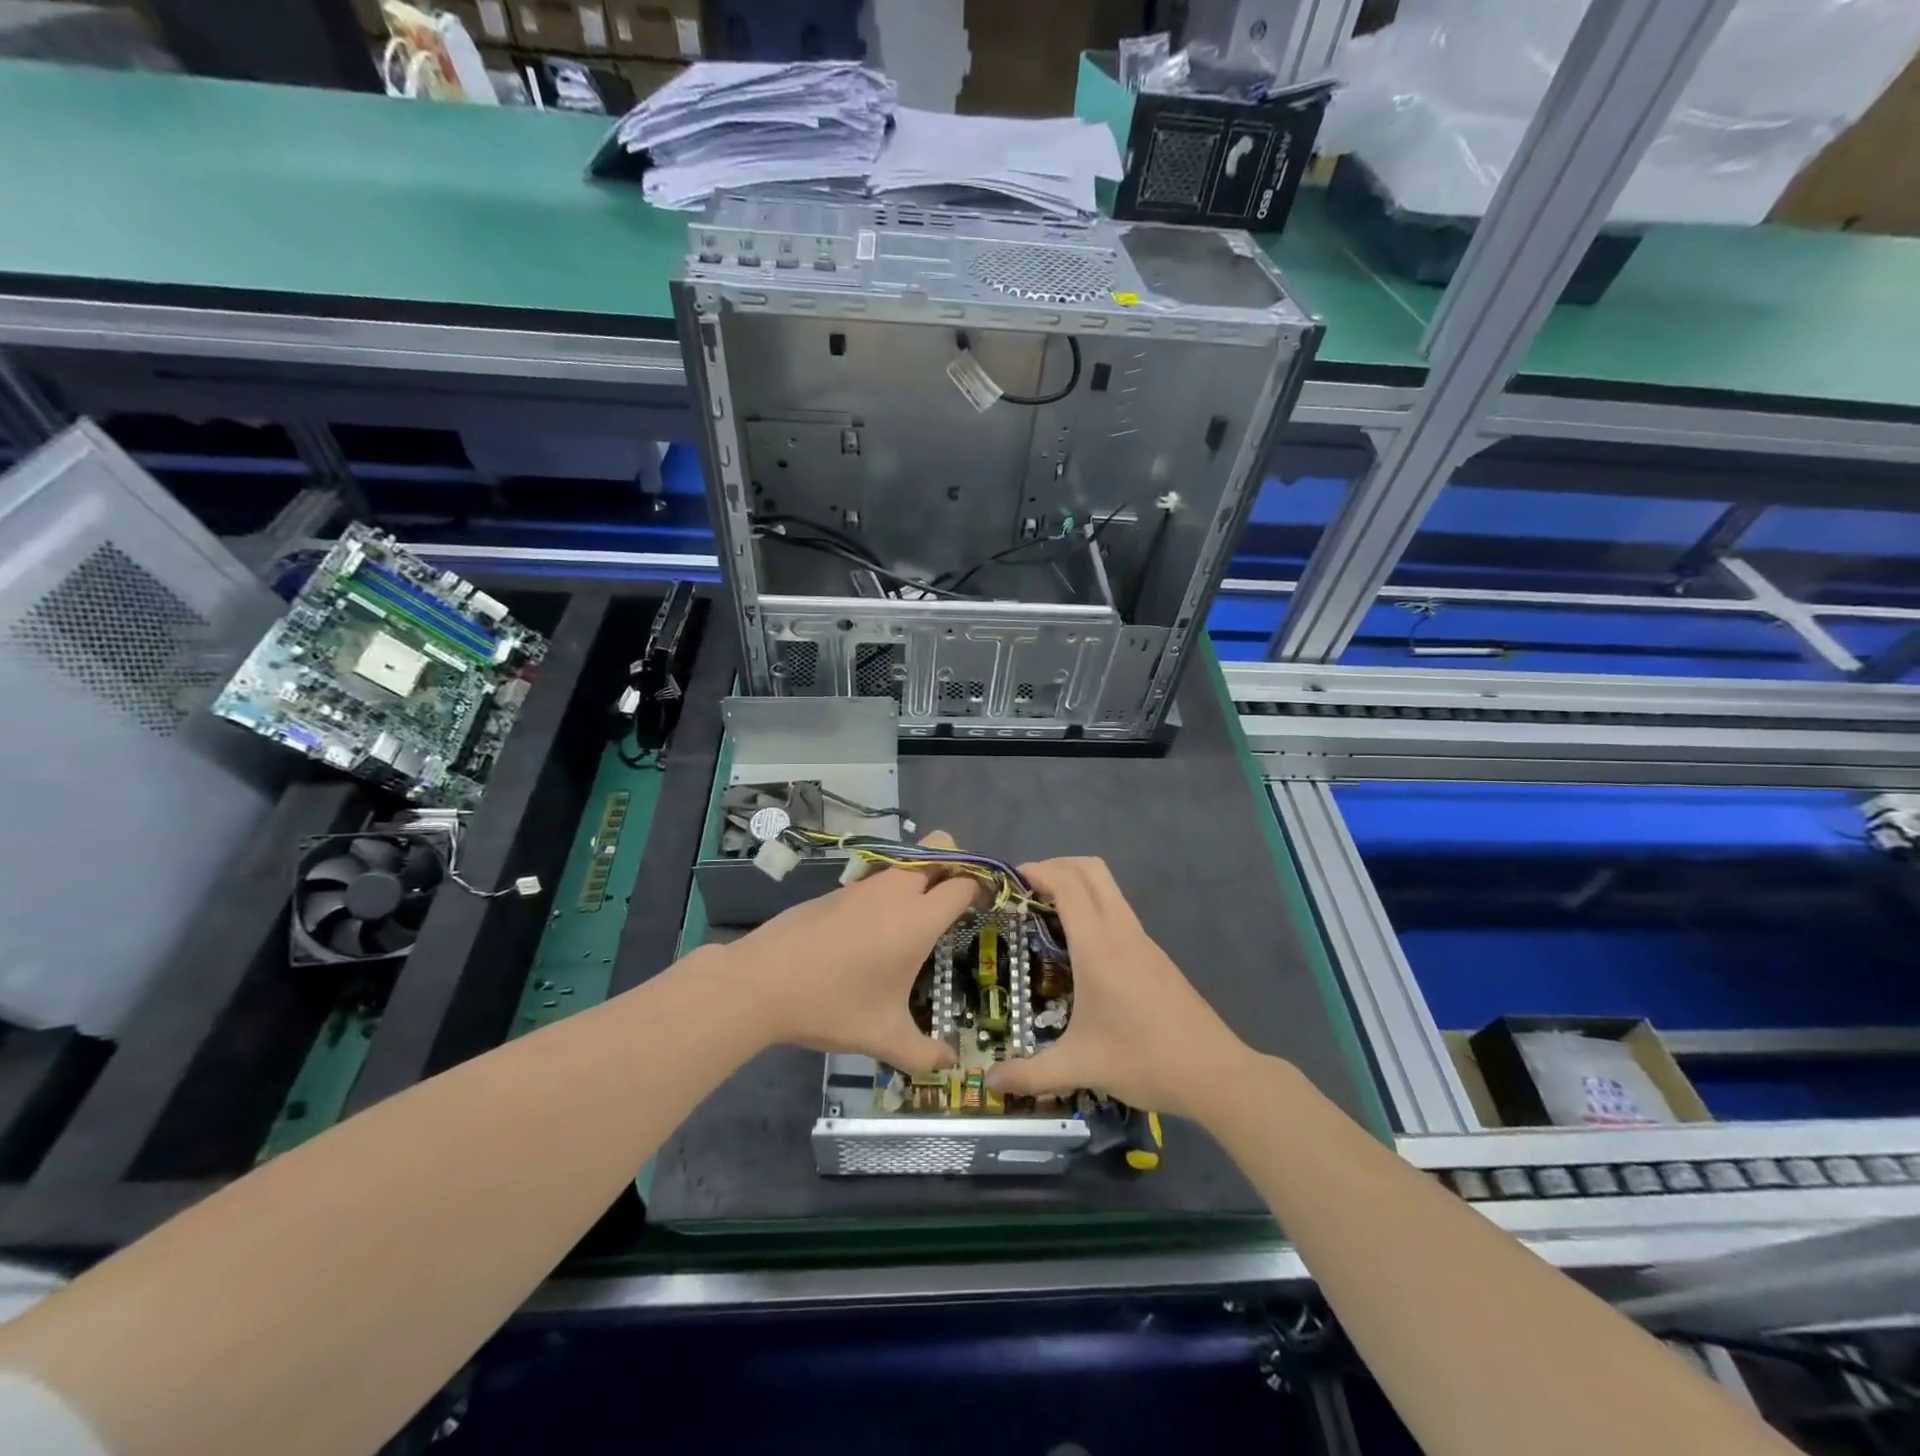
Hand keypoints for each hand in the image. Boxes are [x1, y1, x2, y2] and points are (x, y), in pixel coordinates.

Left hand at [728, 833, 976, 1073]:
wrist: (762, 982)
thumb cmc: (833, 1004)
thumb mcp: (883, 1037)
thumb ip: (923, 1053)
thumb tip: (950, 1066)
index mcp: (918, 918)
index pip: (964, 883)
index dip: (982, 888)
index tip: (987, 906)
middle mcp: (896, 891)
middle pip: (939, 847)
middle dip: (957, 863)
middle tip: (956, 901)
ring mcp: (864, 885)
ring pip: (906, 860)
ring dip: (921, 874)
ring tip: (917, 919)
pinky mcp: (838, 890)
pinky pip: (877, 877)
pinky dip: (889, 890)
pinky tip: (873, 931)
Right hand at [986, 857, 1253, 1118]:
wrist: (1214, 1072)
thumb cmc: (1143, 1060)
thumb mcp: (1080, 1067)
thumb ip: (1029, 1075)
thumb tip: (988, 1084)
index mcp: (1098, 946)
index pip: (1067, 885)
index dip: (1038, 871)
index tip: (1009, 879)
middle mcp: (1121, 931)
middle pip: (1091, 870)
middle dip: (1057, 865)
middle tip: (1026, 888)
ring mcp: (1142, 940)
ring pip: (1108, 887)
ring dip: (1077, 883)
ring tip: (1046, 912)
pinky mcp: (1155, 954)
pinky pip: (1118, 910)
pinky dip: (1093, 906)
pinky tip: (1079, 945)